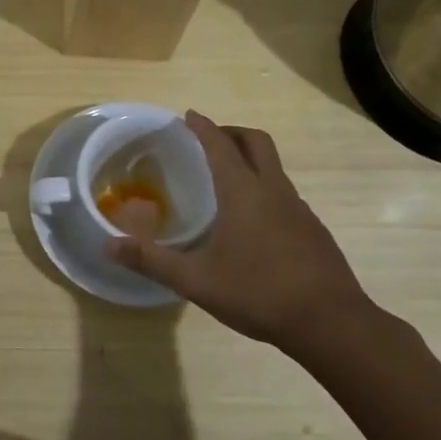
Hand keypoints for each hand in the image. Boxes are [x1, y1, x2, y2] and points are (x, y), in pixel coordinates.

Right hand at [106, 112, 380, 361]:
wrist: (332, 324)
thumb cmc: (259, 293)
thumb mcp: (196, 281)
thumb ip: (152, 260)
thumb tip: (108, 246)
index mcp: (244, 192)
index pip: (220, 145)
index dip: (203, 127)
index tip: (188, 115)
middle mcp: (274, 191)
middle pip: (256, 143)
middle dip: (231, 133)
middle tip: (209, 140)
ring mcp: (299, 210)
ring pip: (274, 168)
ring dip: (250, 161)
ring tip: (226, 181)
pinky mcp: (313, 230)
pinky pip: (284, 194)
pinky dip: (265, 189)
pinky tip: (253, 223)